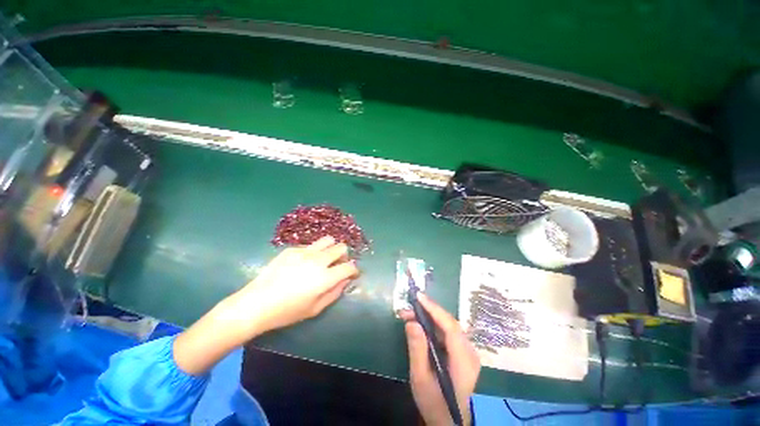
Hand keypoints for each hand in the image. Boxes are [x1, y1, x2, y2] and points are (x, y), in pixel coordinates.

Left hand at [174, 236, 358, 375]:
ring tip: (324, 259)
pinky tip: (303, 263)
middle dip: (344, 256)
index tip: (352, 273)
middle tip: (337, 265)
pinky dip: (313, 252)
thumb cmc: (287, 312)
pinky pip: (310, 245)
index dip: (354, 269)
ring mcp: (304, 252)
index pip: (350, 266)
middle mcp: (318, 260)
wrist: (256, 304)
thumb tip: (346, 279)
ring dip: (330, 248)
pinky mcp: (292, 249)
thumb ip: (335, 292)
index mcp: (325, 277)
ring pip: (328, 240)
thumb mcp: (315, 308)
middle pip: (341, 247)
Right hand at [402, 294, 480, 425]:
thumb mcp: (420, 378)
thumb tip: (411, 322)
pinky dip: (433, 325)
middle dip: (428, 311)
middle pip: (450, 323)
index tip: (418, 297)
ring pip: (448, 325)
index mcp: (464, 361)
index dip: (434, 309)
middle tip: (407, 309)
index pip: (451, 327)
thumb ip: (417, 349)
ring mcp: (468, 351)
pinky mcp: (463, 351)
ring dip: (429, 317)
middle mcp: (470, 352)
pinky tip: (420, 324)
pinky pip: (448, 332)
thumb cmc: (433, 402)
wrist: (448, 421)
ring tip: (409, 315)